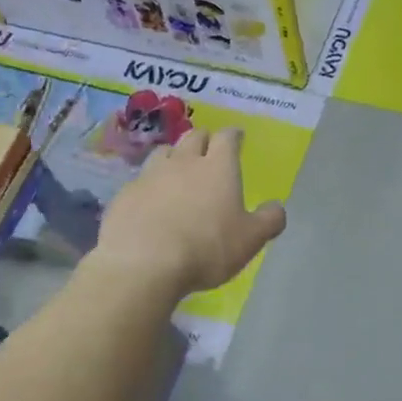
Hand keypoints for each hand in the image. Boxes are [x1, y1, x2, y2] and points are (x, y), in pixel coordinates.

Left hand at [93, 127, 285, 297]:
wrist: (143, 264)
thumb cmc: (206, 248)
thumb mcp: (250, 240)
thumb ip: (269, 220)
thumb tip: (277, 207)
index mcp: (218, 167)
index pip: (227, 138)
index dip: (233, 136)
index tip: (237, 137)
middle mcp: (183, 162)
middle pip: (193, 137)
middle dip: (203, 140)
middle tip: (208, 151)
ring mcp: (150, 176)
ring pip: (163, 153)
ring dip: (173, 157)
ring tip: (177, 171)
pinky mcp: (124, 195)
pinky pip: (140, 181)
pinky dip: (149, 186)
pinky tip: (150, 203)